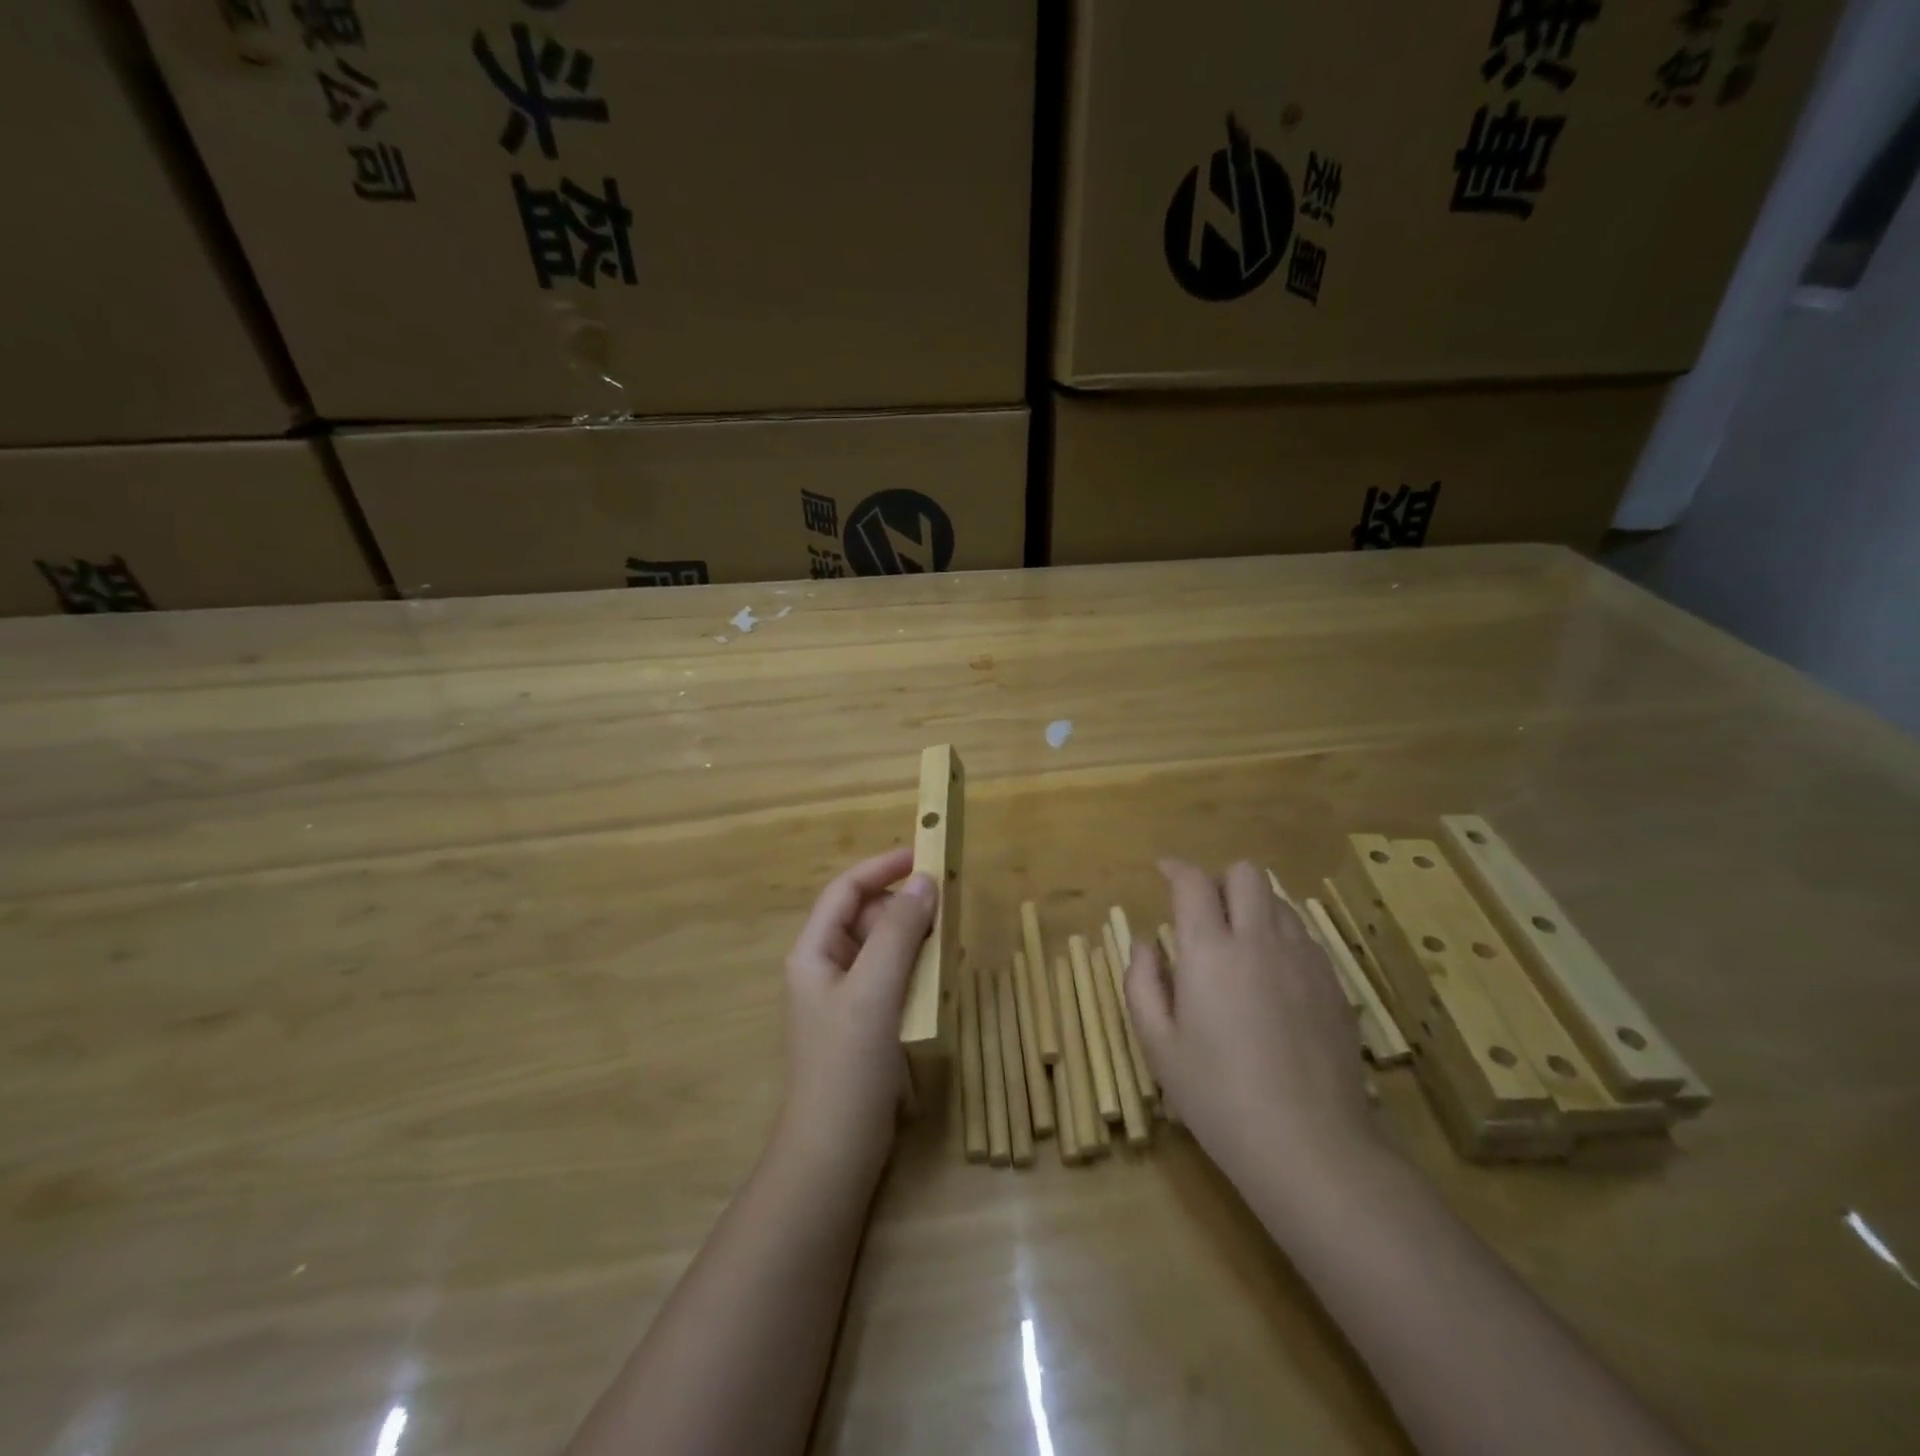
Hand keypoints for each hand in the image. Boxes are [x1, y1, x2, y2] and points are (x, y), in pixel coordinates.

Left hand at [777, 847, 936, 1184]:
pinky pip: (892, 979)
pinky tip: (940, 980)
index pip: (846, 891)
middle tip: (948, 907)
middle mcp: (825, 968)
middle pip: (866, 918)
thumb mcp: (875, 992)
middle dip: (904, 908)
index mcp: (814, 952)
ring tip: (949, 943)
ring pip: (883, 949)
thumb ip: (898, 933)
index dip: (882, 868)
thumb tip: (925, 881)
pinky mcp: (864, 1024)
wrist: (834, 1154)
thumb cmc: (848, 1066)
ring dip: (914, 939)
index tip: (924, 855)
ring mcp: (845, 998)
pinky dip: (916, 971)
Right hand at [1125, 859, 1373, 1188]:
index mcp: (1209, 951)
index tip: (1163, 871)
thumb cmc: (1218, 1096)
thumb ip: (1142, 982)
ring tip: (1238, 945)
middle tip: (1204, 914)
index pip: (1193, 882)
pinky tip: (1271, 978)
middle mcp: (1259, 940)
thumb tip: (1147, 944)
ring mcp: (1303, 959)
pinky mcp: (1332, 983)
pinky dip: (1280, 936)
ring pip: (1279, 900)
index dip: (1175, 868)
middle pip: (1247, 874)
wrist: (1310, 1145)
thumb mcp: (1158, 1045)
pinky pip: (1303, 935)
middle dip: (1220, 880)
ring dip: (1253, 906)